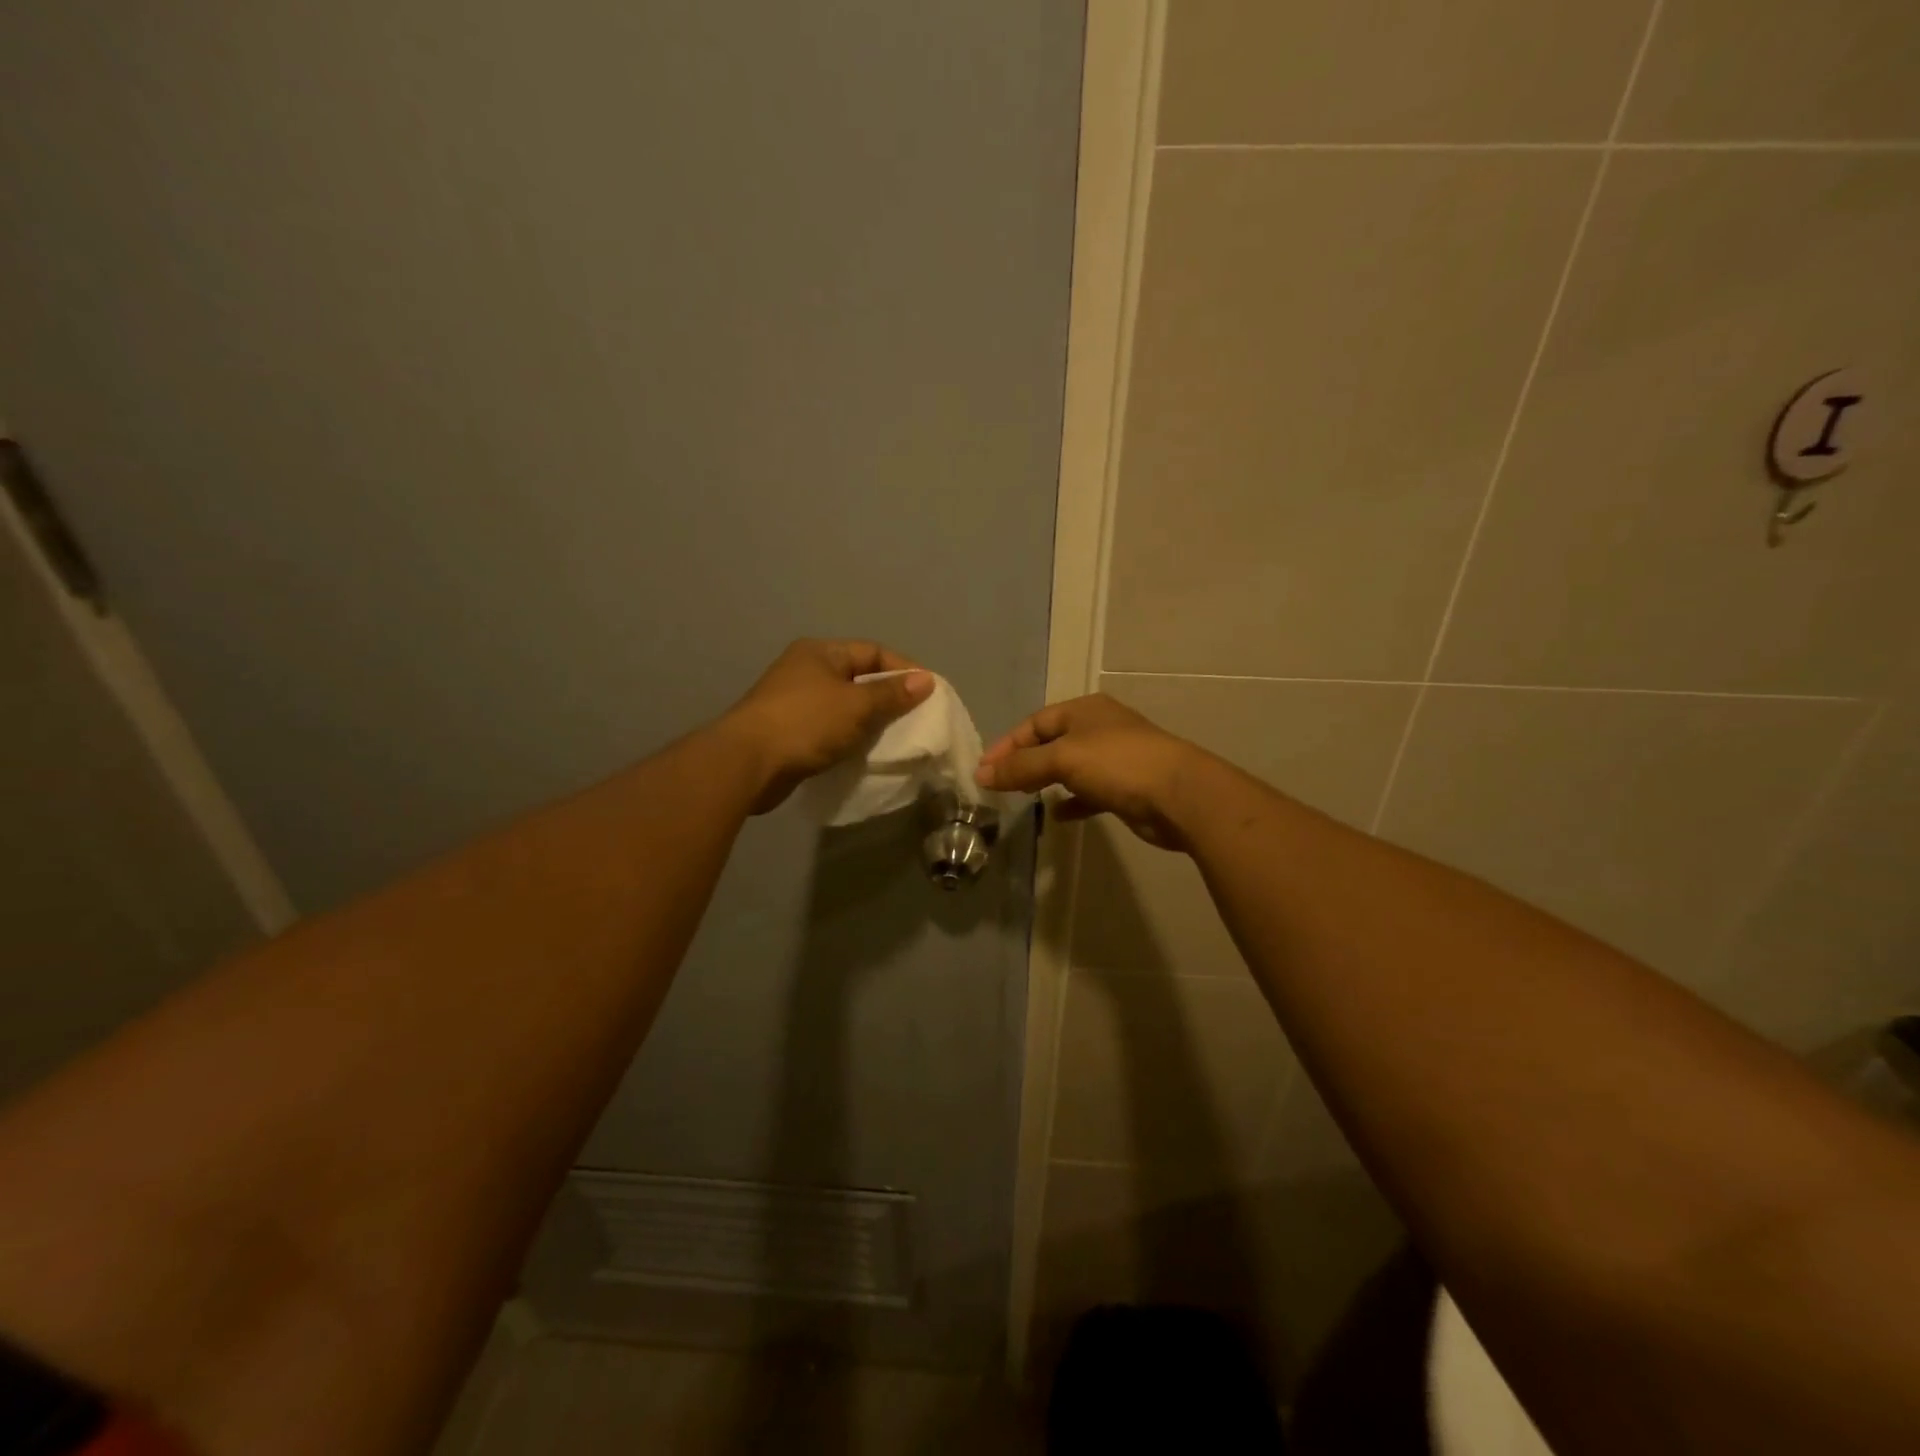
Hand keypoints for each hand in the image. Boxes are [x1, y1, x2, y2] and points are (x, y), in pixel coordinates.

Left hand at [720, 639, 933, 813]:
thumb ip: (892, 694)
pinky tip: (864, 753)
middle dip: (887, 697)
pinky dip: (848, 738)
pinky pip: (829, 729)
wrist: (747, 763)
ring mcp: (793, 702)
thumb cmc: (806, 723)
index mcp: (820, 652)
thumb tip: (927, 680)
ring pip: (844, 706)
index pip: (873, 651)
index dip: (903, 669)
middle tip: (915, 718)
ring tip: (895, 738)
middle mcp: (805, 670)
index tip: (928, 693)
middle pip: (858, 678)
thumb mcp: (857, 705)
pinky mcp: (788, 732)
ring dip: (868, 721)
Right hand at [975, 694, 1206, 850]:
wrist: (1180, 795)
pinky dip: (1072, 801)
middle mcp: (1098, 728)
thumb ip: (1021, 766)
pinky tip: (1058, 815)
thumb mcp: (1062, 758)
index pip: (1035, 722)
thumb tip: (981, 774)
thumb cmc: (1117, 764)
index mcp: (1084, 710)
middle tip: (999, 784)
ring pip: (1070, 767)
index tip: (983, 770)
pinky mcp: (1125, 787)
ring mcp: (1114, 758)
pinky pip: (1089, 792)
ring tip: (1023, 798)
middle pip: (1051, 742)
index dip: (1007, 744)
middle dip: (1024, 762)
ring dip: (1046, 781)